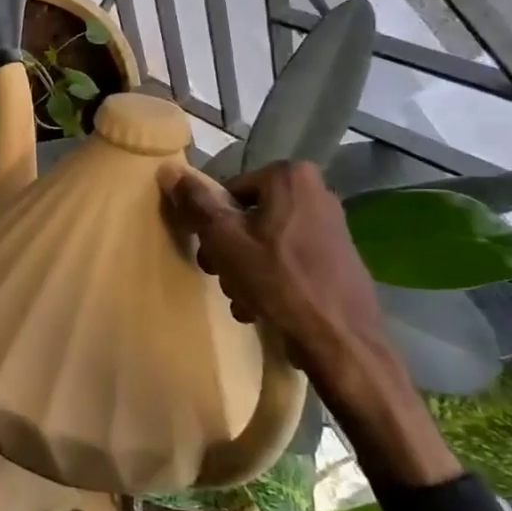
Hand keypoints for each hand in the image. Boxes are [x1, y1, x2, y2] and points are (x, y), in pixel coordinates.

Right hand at [159, 161, 386, 380]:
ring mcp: (332, 226)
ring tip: (243, 300)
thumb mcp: (224, 239)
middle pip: (249, 217)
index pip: (229, 192)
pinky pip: (290, 259)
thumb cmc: (277, 280)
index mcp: (290, 177)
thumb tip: (170, 170)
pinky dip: (273, 279)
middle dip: (230, 249)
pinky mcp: (339, 257)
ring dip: (247, 269)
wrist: (340, 339)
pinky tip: (263, 307)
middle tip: (221, 277)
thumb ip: (196, 203)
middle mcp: (316, 192)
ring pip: (267, 241)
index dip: (212, 223)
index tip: (209, 253)